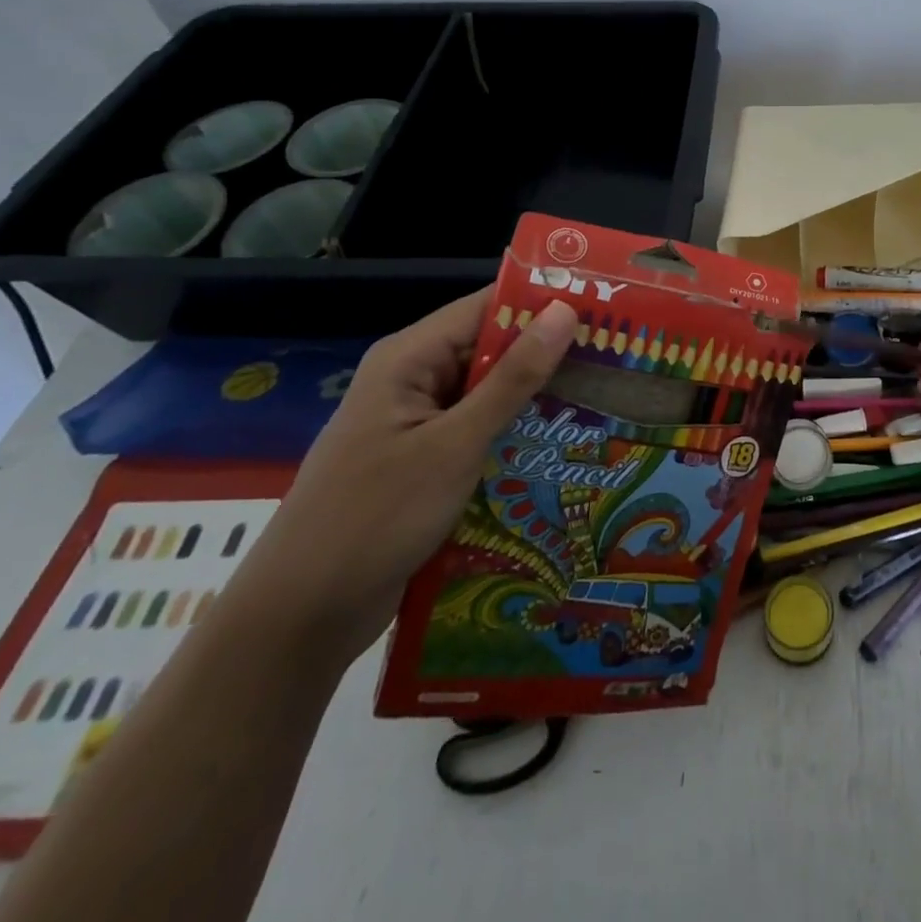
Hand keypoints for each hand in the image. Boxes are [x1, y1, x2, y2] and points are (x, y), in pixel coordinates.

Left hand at [238, 293, 577, 664]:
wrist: (300, 619)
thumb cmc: (375, 518)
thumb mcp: (455, 444)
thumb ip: (513, 378)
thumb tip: (564, 311)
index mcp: (408, 358)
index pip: (487, 307)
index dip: (543, 303)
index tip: (606, 305)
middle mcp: (413, 380)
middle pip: (491, 349)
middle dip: (550, 353)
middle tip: (620, 355)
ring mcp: (418, 424)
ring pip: (490, 394)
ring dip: (538, 397)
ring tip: (607, 395)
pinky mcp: (425, 462)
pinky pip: (481, 431)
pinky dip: (517, 432)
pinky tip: (566, 442)